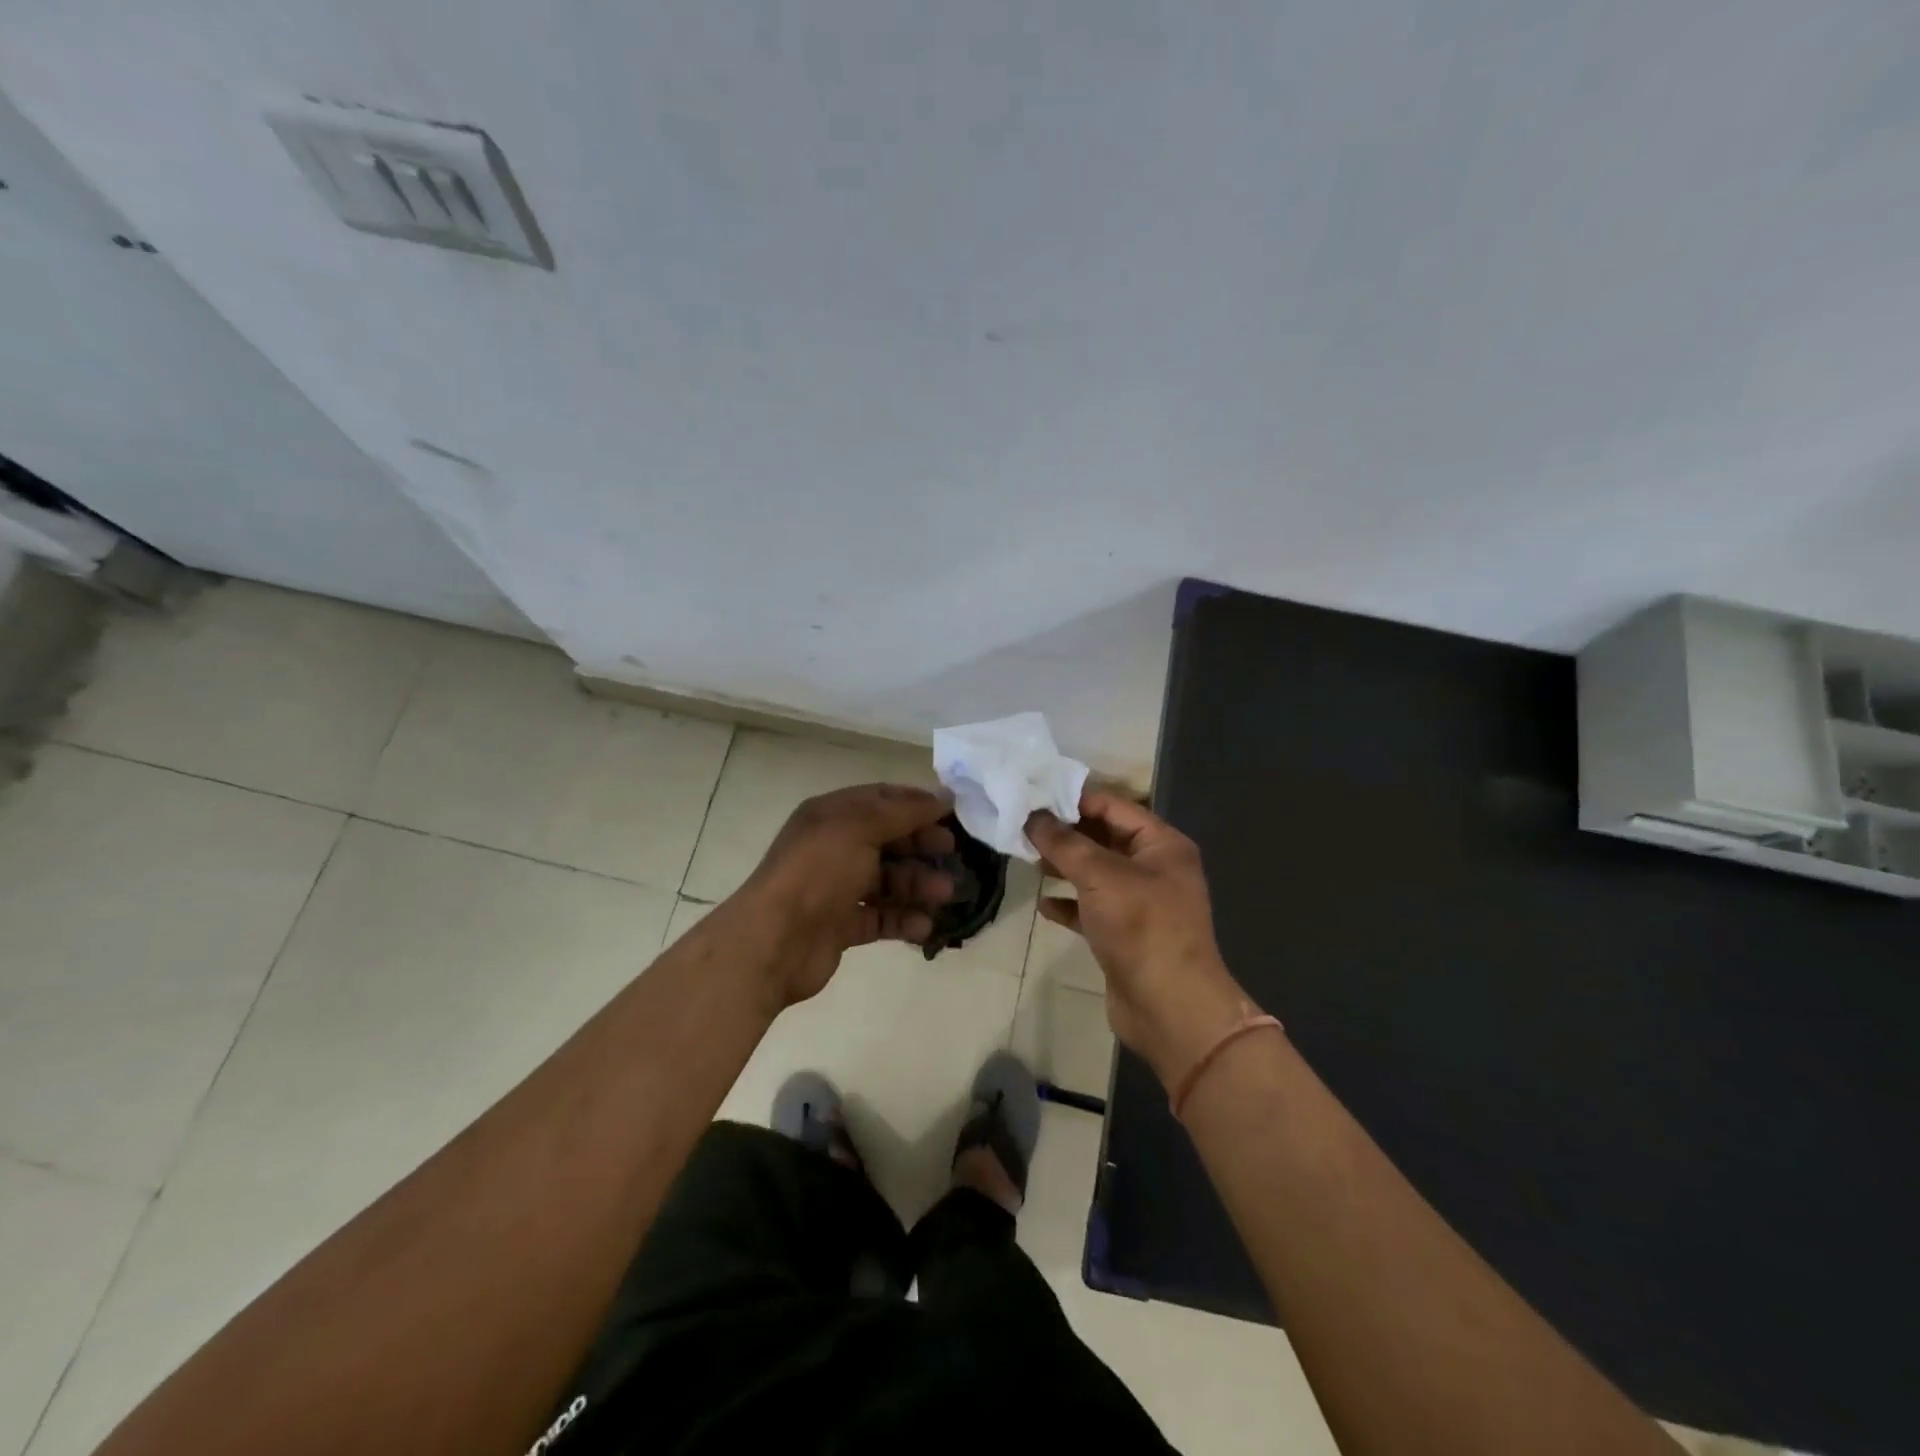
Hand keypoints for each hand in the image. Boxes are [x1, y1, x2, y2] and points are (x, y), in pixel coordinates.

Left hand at [742, 784, 956, 1005]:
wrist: (775, 940)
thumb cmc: (817, 872)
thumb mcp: (859, 827)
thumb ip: (902, 812)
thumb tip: (942, 798)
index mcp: (832, 816)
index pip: (881, 800)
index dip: (916, 804)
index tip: (952, 814)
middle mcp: (834, 847)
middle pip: (888, 840)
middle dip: (921, 846)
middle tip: (952, 855)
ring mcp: (836, 888)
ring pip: (888, 881)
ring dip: (918, 885)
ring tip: (944, 895)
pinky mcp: (841, 925)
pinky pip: (880, 916)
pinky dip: (904, 919)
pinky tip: (924, 926)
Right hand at [1027, 793, 1254, 1088]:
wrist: (1169, 1007)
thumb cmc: (1141, 927)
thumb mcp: (1100, 875)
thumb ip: (1064, 843)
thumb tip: (1032, 815)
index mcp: (1162, 845)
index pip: (1114, 807)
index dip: (1075, 800)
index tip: (1033, 797)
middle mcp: (1155, 869)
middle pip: (1104, 838)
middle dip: (1066, 834)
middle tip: (1023, 827)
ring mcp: (1141, 903)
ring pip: (1096, 874)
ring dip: (1064, 866)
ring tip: (1027, 859)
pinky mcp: (1125, 935)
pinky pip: (1092, 909)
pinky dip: (1069, 904)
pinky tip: (1044, 904)